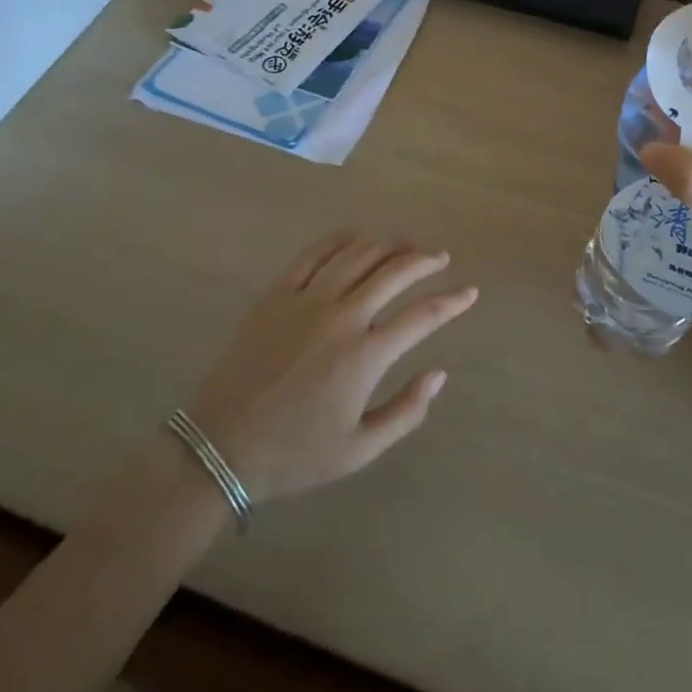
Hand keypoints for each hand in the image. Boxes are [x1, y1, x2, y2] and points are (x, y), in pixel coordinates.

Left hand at [186, 231, 477, 502]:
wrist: (221, 445)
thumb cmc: (294, 453)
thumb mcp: (358, 450)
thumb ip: (406, 412)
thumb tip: (439, 374)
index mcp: (365, 356)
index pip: (423, 316)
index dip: (452, 301)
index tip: (470, 292)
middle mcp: (342, 317)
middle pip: (395, 271)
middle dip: (425, 260)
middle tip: (440, 258)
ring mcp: (308, 299)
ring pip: (359, 254)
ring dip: (389, 244)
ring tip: (405, 246)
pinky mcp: (278, 292)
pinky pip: (316, 253)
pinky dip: (342, 239)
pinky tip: (357, 237)